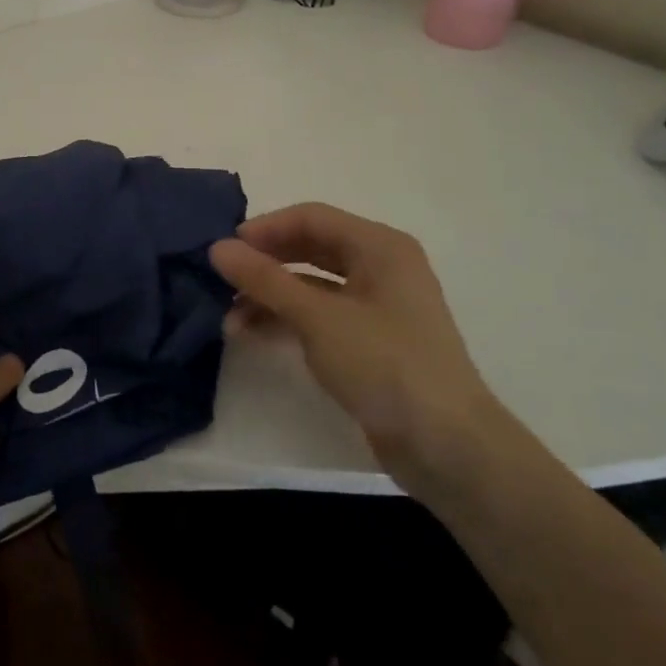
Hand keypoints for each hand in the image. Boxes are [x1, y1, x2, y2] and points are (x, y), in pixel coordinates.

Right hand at [209, 203, 507, 497]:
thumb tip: (218, 247)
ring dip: (270, 296)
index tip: (224, 249)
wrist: (448, 448)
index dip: (265, 228)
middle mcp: (381, 267)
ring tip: (229, 318)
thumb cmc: (386, 365)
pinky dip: (287, 320)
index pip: (311, 217)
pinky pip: (319, 315)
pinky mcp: (370, 341)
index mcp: (380, 247)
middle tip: (222, 279)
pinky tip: (252, 334)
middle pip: (310, 248)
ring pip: (311, 285)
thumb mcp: (318, 318)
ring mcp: (377, 306)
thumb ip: (265, 279)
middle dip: (265, 263)